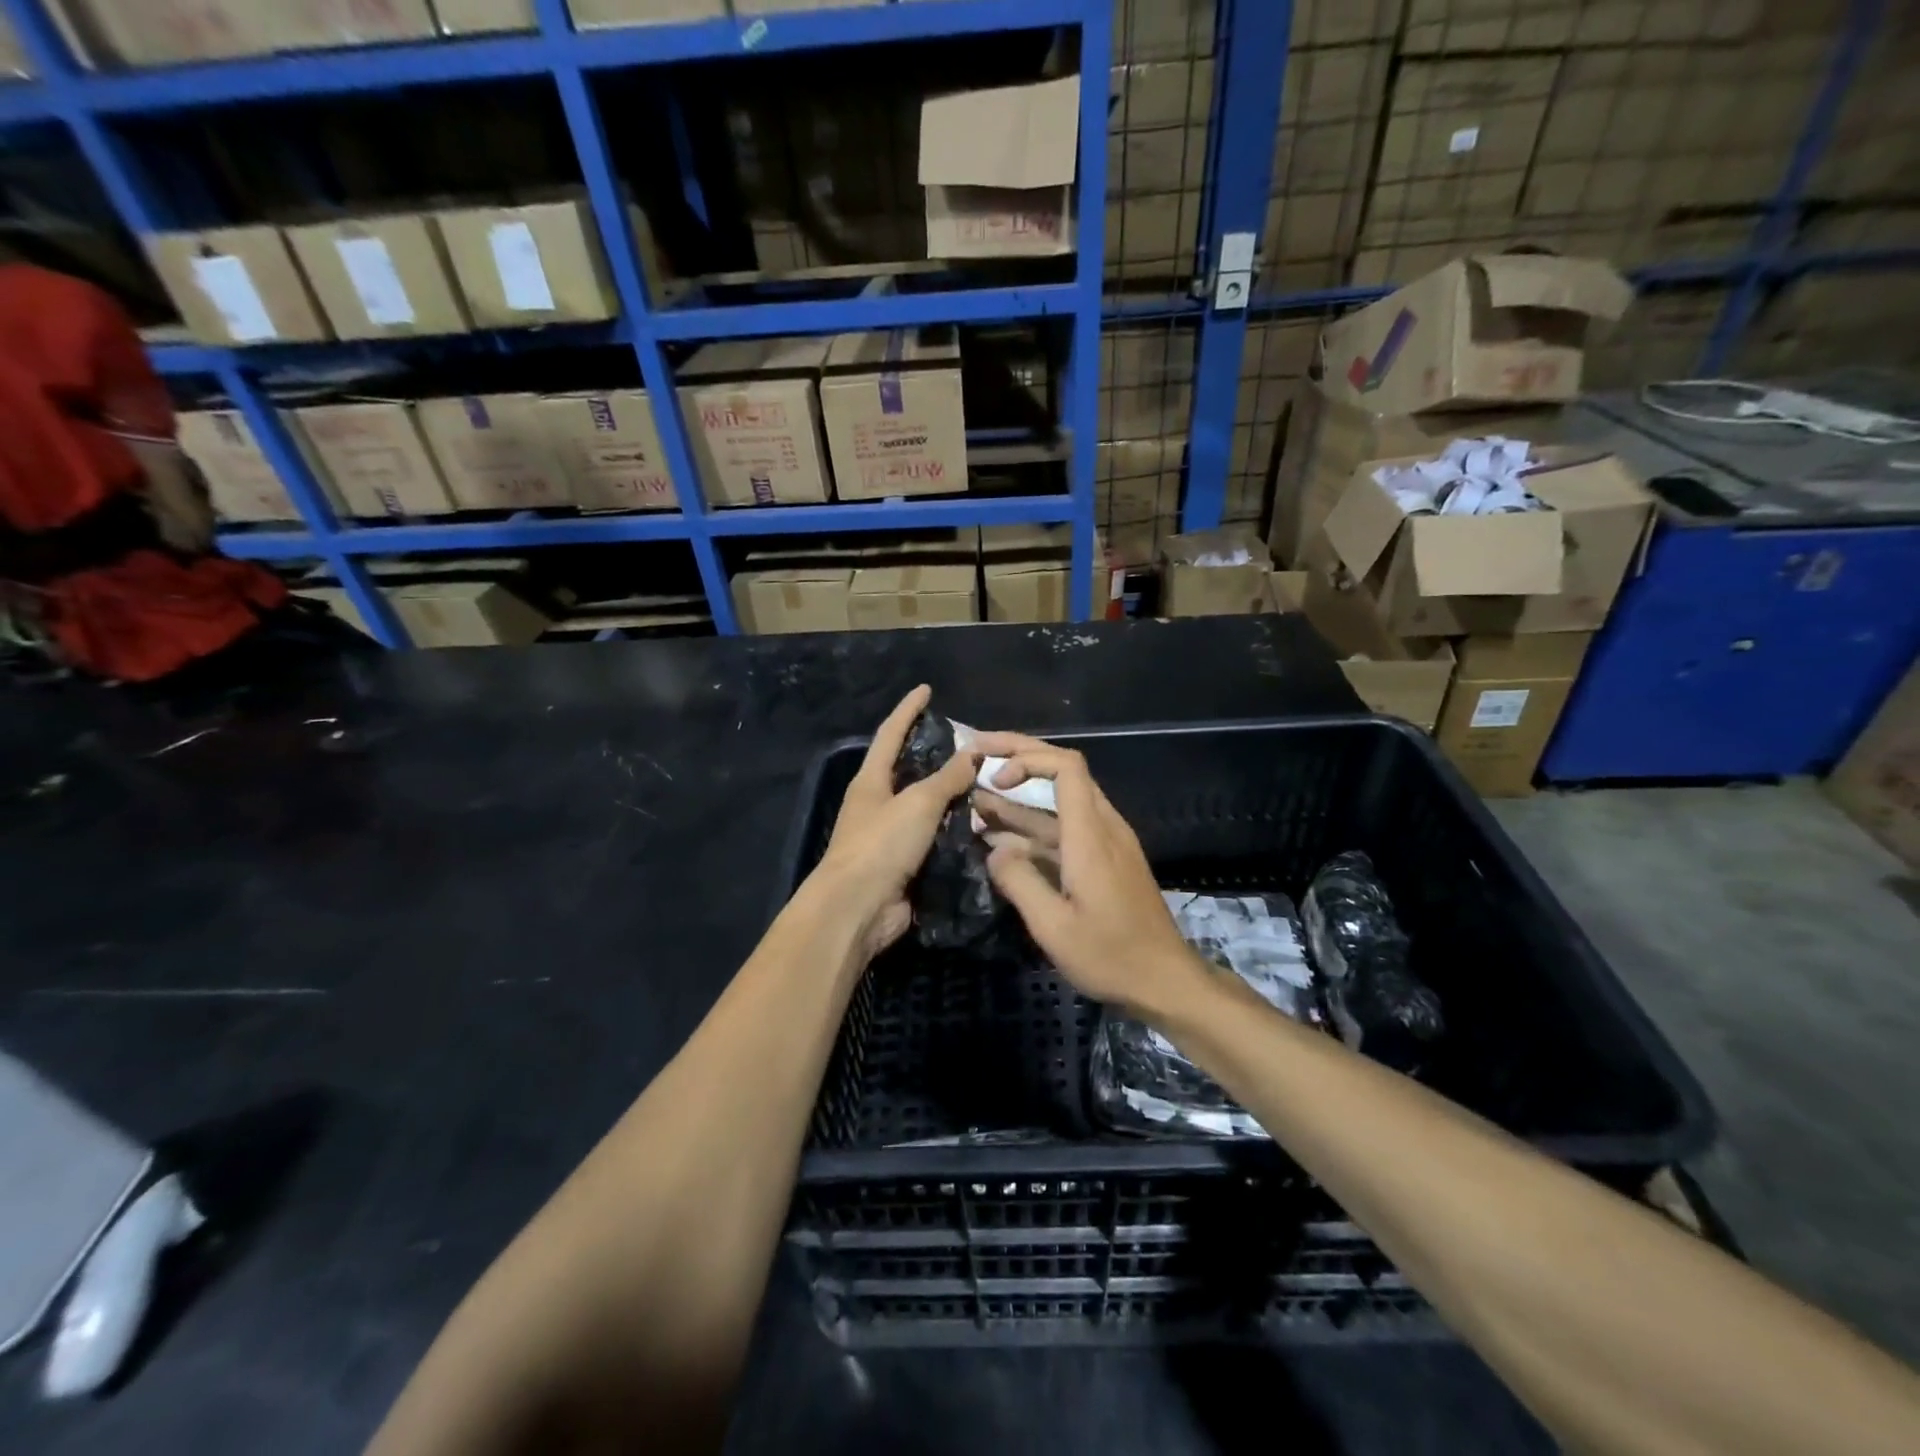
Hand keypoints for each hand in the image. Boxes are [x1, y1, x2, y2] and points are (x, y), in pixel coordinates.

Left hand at [814, 685, 980, 959]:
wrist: (858, 909)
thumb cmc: (881, 845)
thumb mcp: (918, 803)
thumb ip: (947, 778)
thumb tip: (972, 753)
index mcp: (871, 781)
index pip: (890, 734)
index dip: (908, 710)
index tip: (926, 690)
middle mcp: (877, 804)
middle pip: (909, 770)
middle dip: (936, 755)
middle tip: (971, 744)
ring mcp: (889, 836)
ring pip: (926, 808)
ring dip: (952, 797)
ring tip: (987, 784)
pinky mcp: (903, 865)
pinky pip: (934, 840)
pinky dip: (955, 832)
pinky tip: (981, 826)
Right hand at [970, 733, 1206, 1018]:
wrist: (1165, 980)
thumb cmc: (1110, 955)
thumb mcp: (1054, 927)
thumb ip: (1018, 881)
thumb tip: (993, 850)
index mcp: (1091, 834)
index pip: (1066, 766)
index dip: (1026, 759)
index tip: (993, 778)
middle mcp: (1102, 826)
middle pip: (1063, 771)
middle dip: (1018, 756)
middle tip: (975, 755)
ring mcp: (1106, 842)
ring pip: (1060, 802)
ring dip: (1019, 796)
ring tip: (974, 799)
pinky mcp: (1105, 860)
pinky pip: (1065, 828)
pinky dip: (1032, 826)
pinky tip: (1001, 839)